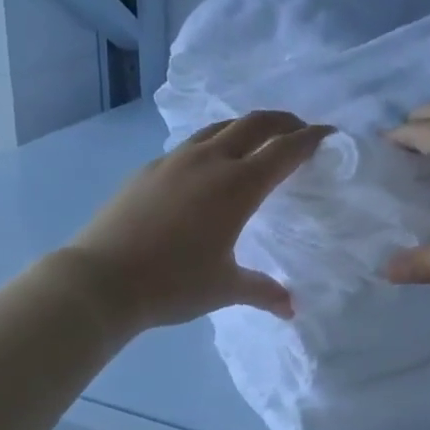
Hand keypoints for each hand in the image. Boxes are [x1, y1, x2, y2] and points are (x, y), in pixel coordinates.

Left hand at [68, 111, 332, 333]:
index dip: (310, 139)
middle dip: (283, 121)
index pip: (285, 150)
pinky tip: (208, 165)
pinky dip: (214, 142)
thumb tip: (290, 308)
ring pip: (220, 127)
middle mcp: (211, 161)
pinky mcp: (150, 167)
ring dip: (246, 126)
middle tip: (299, 129)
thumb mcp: (224, 288)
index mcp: (238, 185)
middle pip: (255, 123)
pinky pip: (192, 144)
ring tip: (257, 139)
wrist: (101, 279)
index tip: (328, 134)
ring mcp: (176, 159)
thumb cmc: (173, 283)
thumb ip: (262, 290)